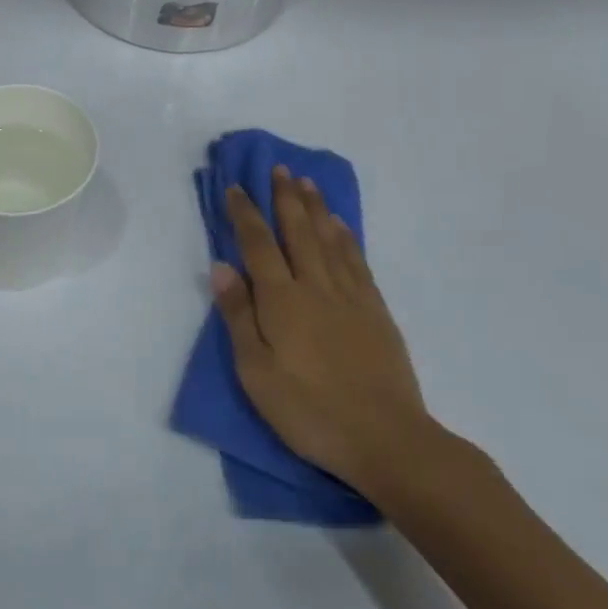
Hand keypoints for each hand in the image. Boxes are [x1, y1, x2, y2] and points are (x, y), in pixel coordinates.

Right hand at [213, 167, 437, 499]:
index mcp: (282, 301)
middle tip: (279, 169)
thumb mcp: (256, 371)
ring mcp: (351, 297)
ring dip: (316, 209)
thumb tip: (221, 266)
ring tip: (307, 184)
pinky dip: (346, 237)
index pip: (258, 245)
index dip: (245, 214)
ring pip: (330, 240)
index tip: (236, 187)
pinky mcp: (376, 312)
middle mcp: (316, 287)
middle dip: (285, 199)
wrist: (385, 439)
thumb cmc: (308, 410)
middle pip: (298, 232)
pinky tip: (340, 226)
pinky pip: (357, 262)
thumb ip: (239, 316)